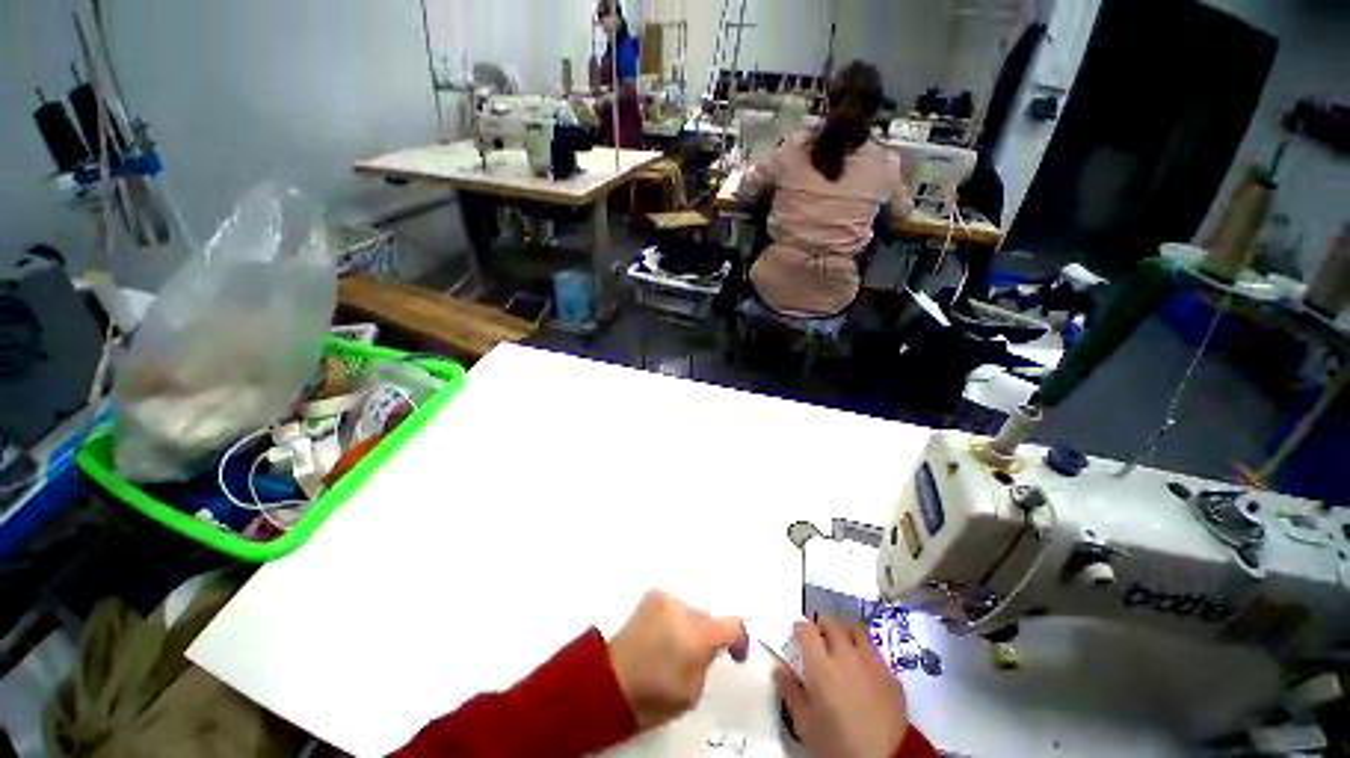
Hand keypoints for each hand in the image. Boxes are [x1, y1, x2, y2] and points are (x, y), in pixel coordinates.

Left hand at [607, 590, 748, 728]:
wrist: (609, 680)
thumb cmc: (653, 694)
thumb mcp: (691, 691)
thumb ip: (708, 662)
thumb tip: (710, 648)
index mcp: (697, 635)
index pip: (733, 624)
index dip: (740, 640)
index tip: (735, 654)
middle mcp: (683, 609)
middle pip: (708, 617)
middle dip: (708, 635)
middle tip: (695, 657)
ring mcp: (665, 598)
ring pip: (690, 611)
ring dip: (689, 625)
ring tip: (673, 646)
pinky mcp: (651, 596)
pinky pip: (673, 606)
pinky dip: (673, 619)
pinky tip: (661, 635)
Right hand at [773, 618, 909, 757]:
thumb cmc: (838, 744)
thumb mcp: (805, 724)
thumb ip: (790, 692)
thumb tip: (779, 669)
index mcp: (821, 665)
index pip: (806, 628)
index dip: (800, 629)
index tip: (798, 636)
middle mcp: (846, 655)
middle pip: (832, 623)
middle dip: (822, 626)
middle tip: (819, 640)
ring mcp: (872, 662)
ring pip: (856, 630)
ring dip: (846, 633)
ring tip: (842, 647)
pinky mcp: (891, 675)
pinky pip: (875, 652)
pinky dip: (866, 654)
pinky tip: (864, 671)